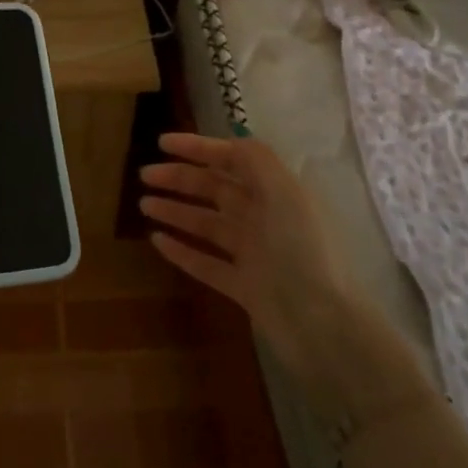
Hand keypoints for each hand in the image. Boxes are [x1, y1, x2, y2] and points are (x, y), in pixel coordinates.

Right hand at [139, 129, 352, 377]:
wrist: (323, 325)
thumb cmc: (302, 249)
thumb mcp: (283, 191)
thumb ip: (254, 159)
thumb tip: (226, 142)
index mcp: (276, 191)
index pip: (233, 158)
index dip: (198, 148)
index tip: (162, 142)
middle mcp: (265, 217)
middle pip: (215, 189)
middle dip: (180, 178)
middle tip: (144, 174)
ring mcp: (254, 254)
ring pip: (207, 224)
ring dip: (176, 211)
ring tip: (144, 204)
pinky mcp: (244, 287)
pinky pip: (206, 263)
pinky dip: (182, 250)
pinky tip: (156, 240)